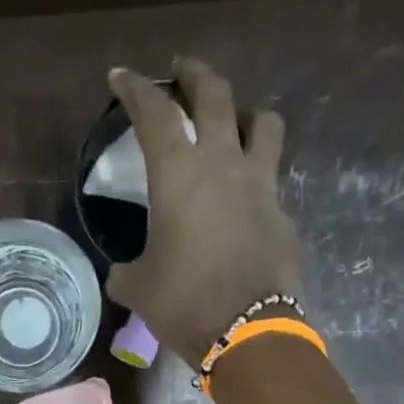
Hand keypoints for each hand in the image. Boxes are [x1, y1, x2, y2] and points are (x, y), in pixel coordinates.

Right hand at [105, 58, 303, 366]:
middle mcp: (223, 164)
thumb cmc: (183, 304)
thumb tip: (122, 271)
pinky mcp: (281, 214)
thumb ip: (126, 270)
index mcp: (178, 175)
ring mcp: (260, 186)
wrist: (246, 332)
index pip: (154, 113)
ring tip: (235, 124)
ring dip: (246, 114)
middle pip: (215, 95)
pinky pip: (271, 181)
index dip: (135, 89)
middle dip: (195, 75)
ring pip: (263, 123)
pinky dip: (256, 179)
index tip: (121, 77)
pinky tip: (245, 202)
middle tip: (183, 71)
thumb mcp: (137, 289)